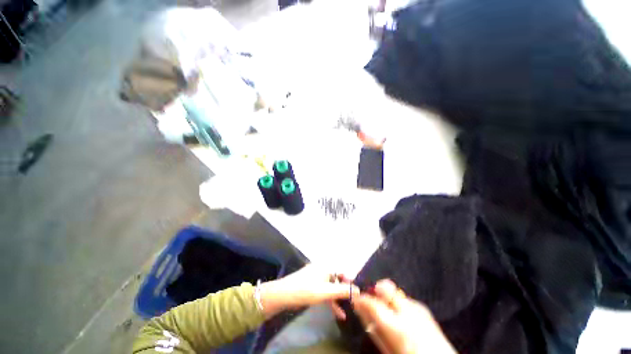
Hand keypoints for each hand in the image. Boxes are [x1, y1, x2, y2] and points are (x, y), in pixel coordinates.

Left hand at [260, 265, 358, 318]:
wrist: (282, 294)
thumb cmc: (305, 290)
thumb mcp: (325, 292)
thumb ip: (342, 291)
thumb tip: (359, 290)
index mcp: (326, 266)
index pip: (343, 271)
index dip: (351, 282)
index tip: (358, 294)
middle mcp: (322, 269)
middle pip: (337, 280)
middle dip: (345, 292)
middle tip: (353, 304)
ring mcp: (316, 277)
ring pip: (331, 287)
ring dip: (338, 299)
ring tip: (346, 313)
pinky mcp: (312, 284)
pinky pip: (324, 291)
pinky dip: (330, 300)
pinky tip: (336, 312)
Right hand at [352, 279, 456, 353]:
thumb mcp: (388, 349)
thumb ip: (373, 328)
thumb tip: (360, 310)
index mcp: (399, 327)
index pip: (373, 304)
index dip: (361, 299)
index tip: (355, 299)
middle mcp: (409, 311)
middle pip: (386, 287)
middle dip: (375, 289)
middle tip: (369, 299)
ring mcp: (418, 307)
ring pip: (395, 291)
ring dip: (386, 297)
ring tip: (384, 310)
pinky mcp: (423, 307)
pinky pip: (404, 298)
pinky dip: (397, 302)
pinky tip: (398, 314)